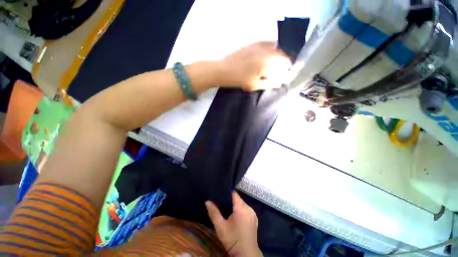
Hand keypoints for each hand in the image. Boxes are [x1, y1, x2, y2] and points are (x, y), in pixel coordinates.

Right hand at [205, 191, 261, 256]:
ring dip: (236, 205)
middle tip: (221, 202)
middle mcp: (249, 208)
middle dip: (230, 200)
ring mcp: (253, 213)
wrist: (246, 254)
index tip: (220, 193)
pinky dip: (241, 210)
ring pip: (242, 204)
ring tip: (227, 209)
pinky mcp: (255, 218)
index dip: (227, 192)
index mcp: (241, 207)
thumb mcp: (221, 227)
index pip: (234, 194)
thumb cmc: (232, 239)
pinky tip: (236, 216)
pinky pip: (246, 209)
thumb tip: (207, 201)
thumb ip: (214, 213)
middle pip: (238, 199)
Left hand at [218, 41, 291, 90]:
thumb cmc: (238, 80)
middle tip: (279, 70)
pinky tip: (266, 56)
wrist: (223, 70)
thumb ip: (269, 83)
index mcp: (266, 61)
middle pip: (281, 53)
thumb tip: (279, 82)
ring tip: (273, 64)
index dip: (287, 67)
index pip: (284, 61)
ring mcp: (258, 45)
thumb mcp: (254, 85)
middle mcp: (265, 50)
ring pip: (274, 47)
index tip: (286, 73)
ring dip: (277, 54)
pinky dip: (270, 49)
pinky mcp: (252, 44)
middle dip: (282, 61)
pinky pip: (265, 44)